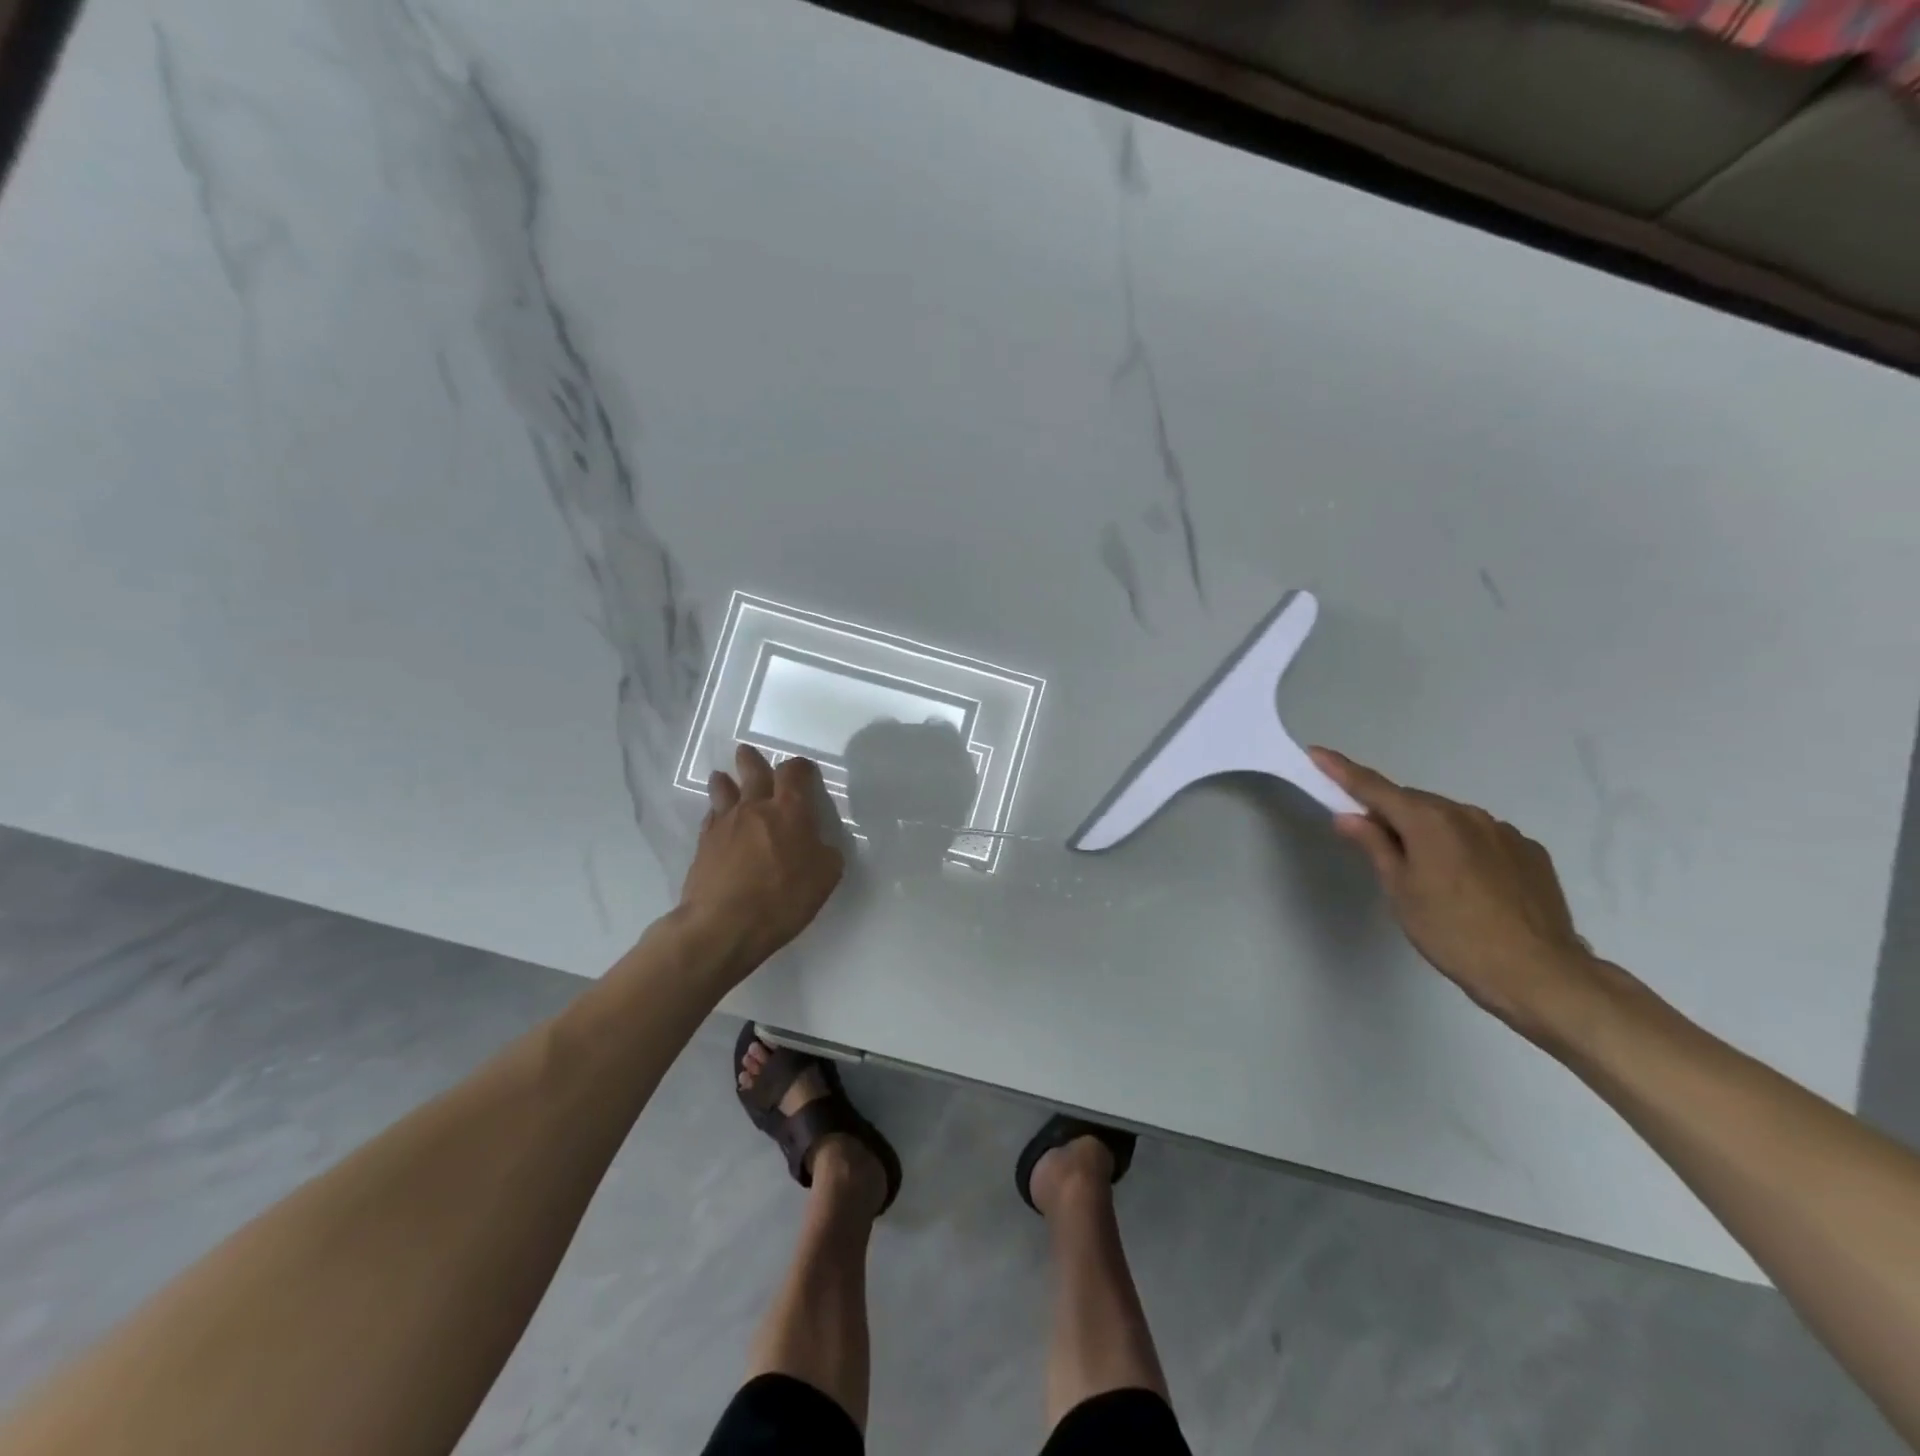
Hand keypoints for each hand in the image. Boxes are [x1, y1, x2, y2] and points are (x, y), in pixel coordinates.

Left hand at [679, 746, 844, 980]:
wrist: (723, 924)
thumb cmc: (782, 898)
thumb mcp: (825, 877)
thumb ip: (825, 853)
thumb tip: (819, 844)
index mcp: (790, 811)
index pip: (794, 774)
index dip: (800, 767)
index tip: (804, 770)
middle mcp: (755, 808)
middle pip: (752, 772)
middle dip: (752, 761)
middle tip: (747, 752)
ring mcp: (725, 824)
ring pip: (724, 791)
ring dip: (725, 781)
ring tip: (721, 777)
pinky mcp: (703, 844)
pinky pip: (710, 817)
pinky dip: (715, 812)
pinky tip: (716, 817)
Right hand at [1310, 746, 1598, 1039]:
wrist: (1538, 972)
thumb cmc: (1452, 932)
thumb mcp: (1400, 891)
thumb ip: (1374, 846)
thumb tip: (1349, 816)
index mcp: (1428, 820)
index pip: (1374, 787)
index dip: (1341, 770)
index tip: (1317, 753)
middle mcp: (1467, 814)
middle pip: (1414, 803)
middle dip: (1390, 812)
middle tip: (1373, 840)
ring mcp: (1504, 831)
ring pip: (1450, 819)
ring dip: (1429, 831)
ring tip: (1426, 873)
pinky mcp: (1530, 852)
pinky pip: (1482, 837)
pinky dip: (1463, 847)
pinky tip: (1467, 883)